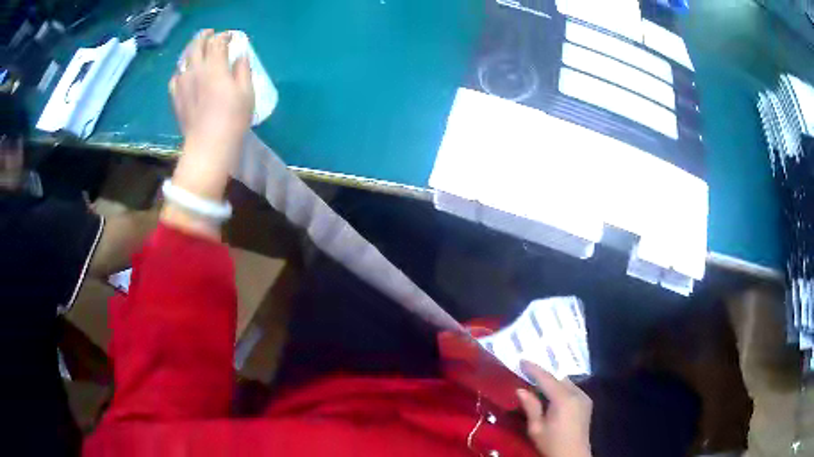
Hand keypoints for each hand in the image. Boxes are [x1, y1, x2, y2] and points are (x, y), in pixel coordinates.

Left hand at [170, 30, 253, 159]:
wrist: (208, 145)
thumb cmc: (232, 119)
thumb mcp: (247, 93)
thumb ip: (243, 70)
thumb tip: (240, 55)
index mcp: (215, 67)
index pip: (217, 42)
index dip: (224, 36)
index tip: (231, 37)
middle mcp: (196, 70)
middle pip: (197, 45)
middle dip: (205, 36)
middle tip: (211, 35)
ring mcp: (183, 83)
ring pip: (184, 58)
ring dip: (192, 49)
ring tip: (197, 49)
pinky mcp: (176, 97)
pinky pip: (175, 76)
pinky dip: (181, 70)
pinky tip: (186, 73)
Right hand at [516, 360, 592, 456]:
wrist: (573, 456)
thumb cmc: (552, 444)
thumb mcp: (536, 428)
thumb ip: (530, 407)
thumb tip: (521, 389)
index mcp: (563, 399)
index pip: (547, 378)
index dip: (534, 368)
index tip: (522, 360)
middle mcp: (577, 393)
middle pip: (558, 378)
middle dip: (544, 376)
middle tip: (528, 375)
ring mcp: (584, 397)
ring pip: (566, 383)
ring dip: (553, 383)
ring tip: (539, 387)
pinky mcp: (587, 402)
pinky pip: (573, 389)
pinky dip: (562, 389)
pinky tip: (553, 397)